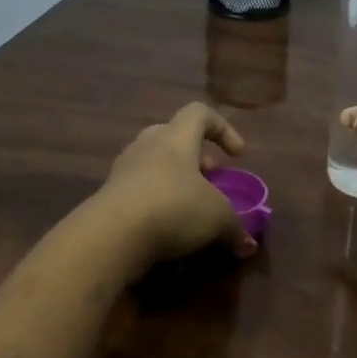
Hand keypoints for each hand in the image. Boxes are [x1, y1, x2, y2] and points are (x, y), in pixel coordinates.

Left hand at [98, 103, 258, 263]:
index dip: (223, 129)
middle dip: (197, 159)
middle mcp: (148, 145)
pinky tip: (168, 231)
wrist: (110, 236)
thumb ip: (235, 228)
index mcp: (176, 137)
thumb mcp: (217, 218)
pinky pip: (140, 192)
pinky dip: (157, 205)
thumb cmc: (173, 208)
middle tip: (212, 181)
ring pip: (155, 166)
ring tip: (192, 210)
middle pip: (174, 138)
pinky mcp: (108, 197)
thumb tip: (248, 244)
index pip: (200, 113)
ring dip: (176, 183)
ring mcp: (124, 170)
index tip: (237, 156)